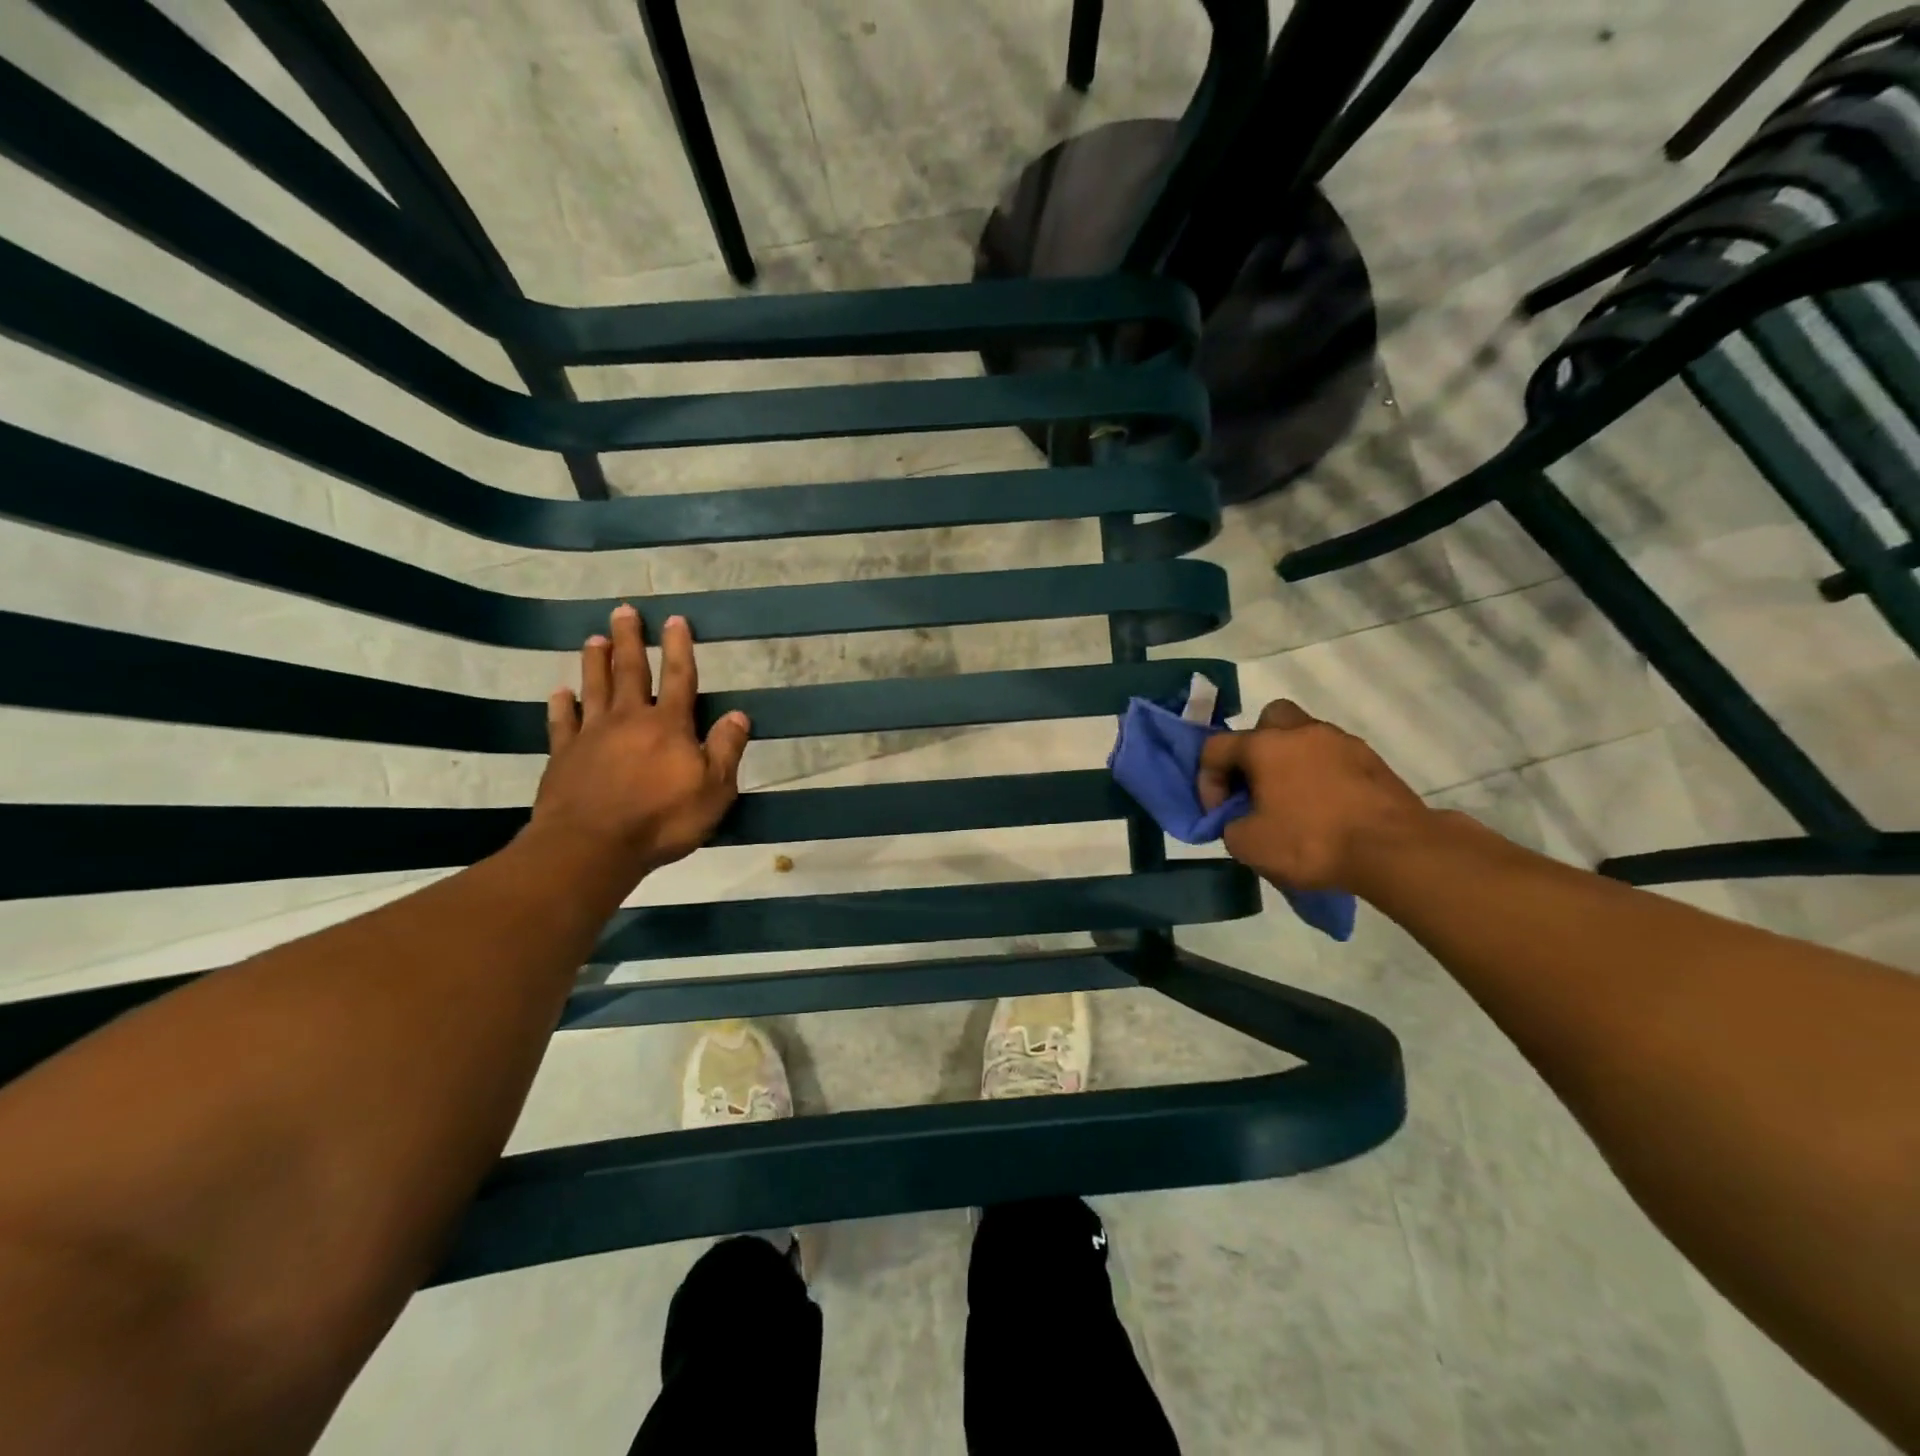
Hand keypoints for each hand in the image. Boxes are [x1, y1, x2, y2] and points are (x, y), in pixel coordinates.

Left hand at [528, 605, 750, 885]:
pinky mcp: (563, 756)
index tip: (675, 619)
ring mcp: (591, 736)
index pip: (679, 678)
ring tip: (595, 638)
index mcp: (669, 725)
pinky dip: (560, 705)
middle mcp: (629, 719)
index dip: (679, 648)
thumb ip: (726, 750)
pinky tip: (559, 693)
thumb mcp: (714, 789)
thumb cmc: (662, 819)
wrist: (593, 846)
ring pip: (594, 688)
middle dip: (630, 640)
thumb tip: (738, 714)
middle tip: (623, 611)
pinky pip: (561, 723)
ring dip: (596, 662)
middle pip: (630, 672)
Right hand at [1197, 700, 1429, 892]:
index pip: (1216, 747)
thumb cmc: (1311, 842)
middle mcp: (1301, 732)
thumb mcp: (1248, 845)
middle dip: (1255, 748)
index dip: (1207, 780)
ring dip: (1291, 760)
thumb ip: (1230, 825)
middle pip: (1267, 720)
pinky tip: (1326, 807)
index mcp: (1264, 746)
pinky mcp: (1372, 760)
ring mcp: (1341, 742)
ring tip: (1294, 800)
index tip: (1220, 813)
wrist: (1394, 850)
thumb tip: (1239, 819)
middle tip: (1257, 784)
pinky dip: (1322, 774)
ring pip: (1304, 737)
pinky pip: (1334, 757)